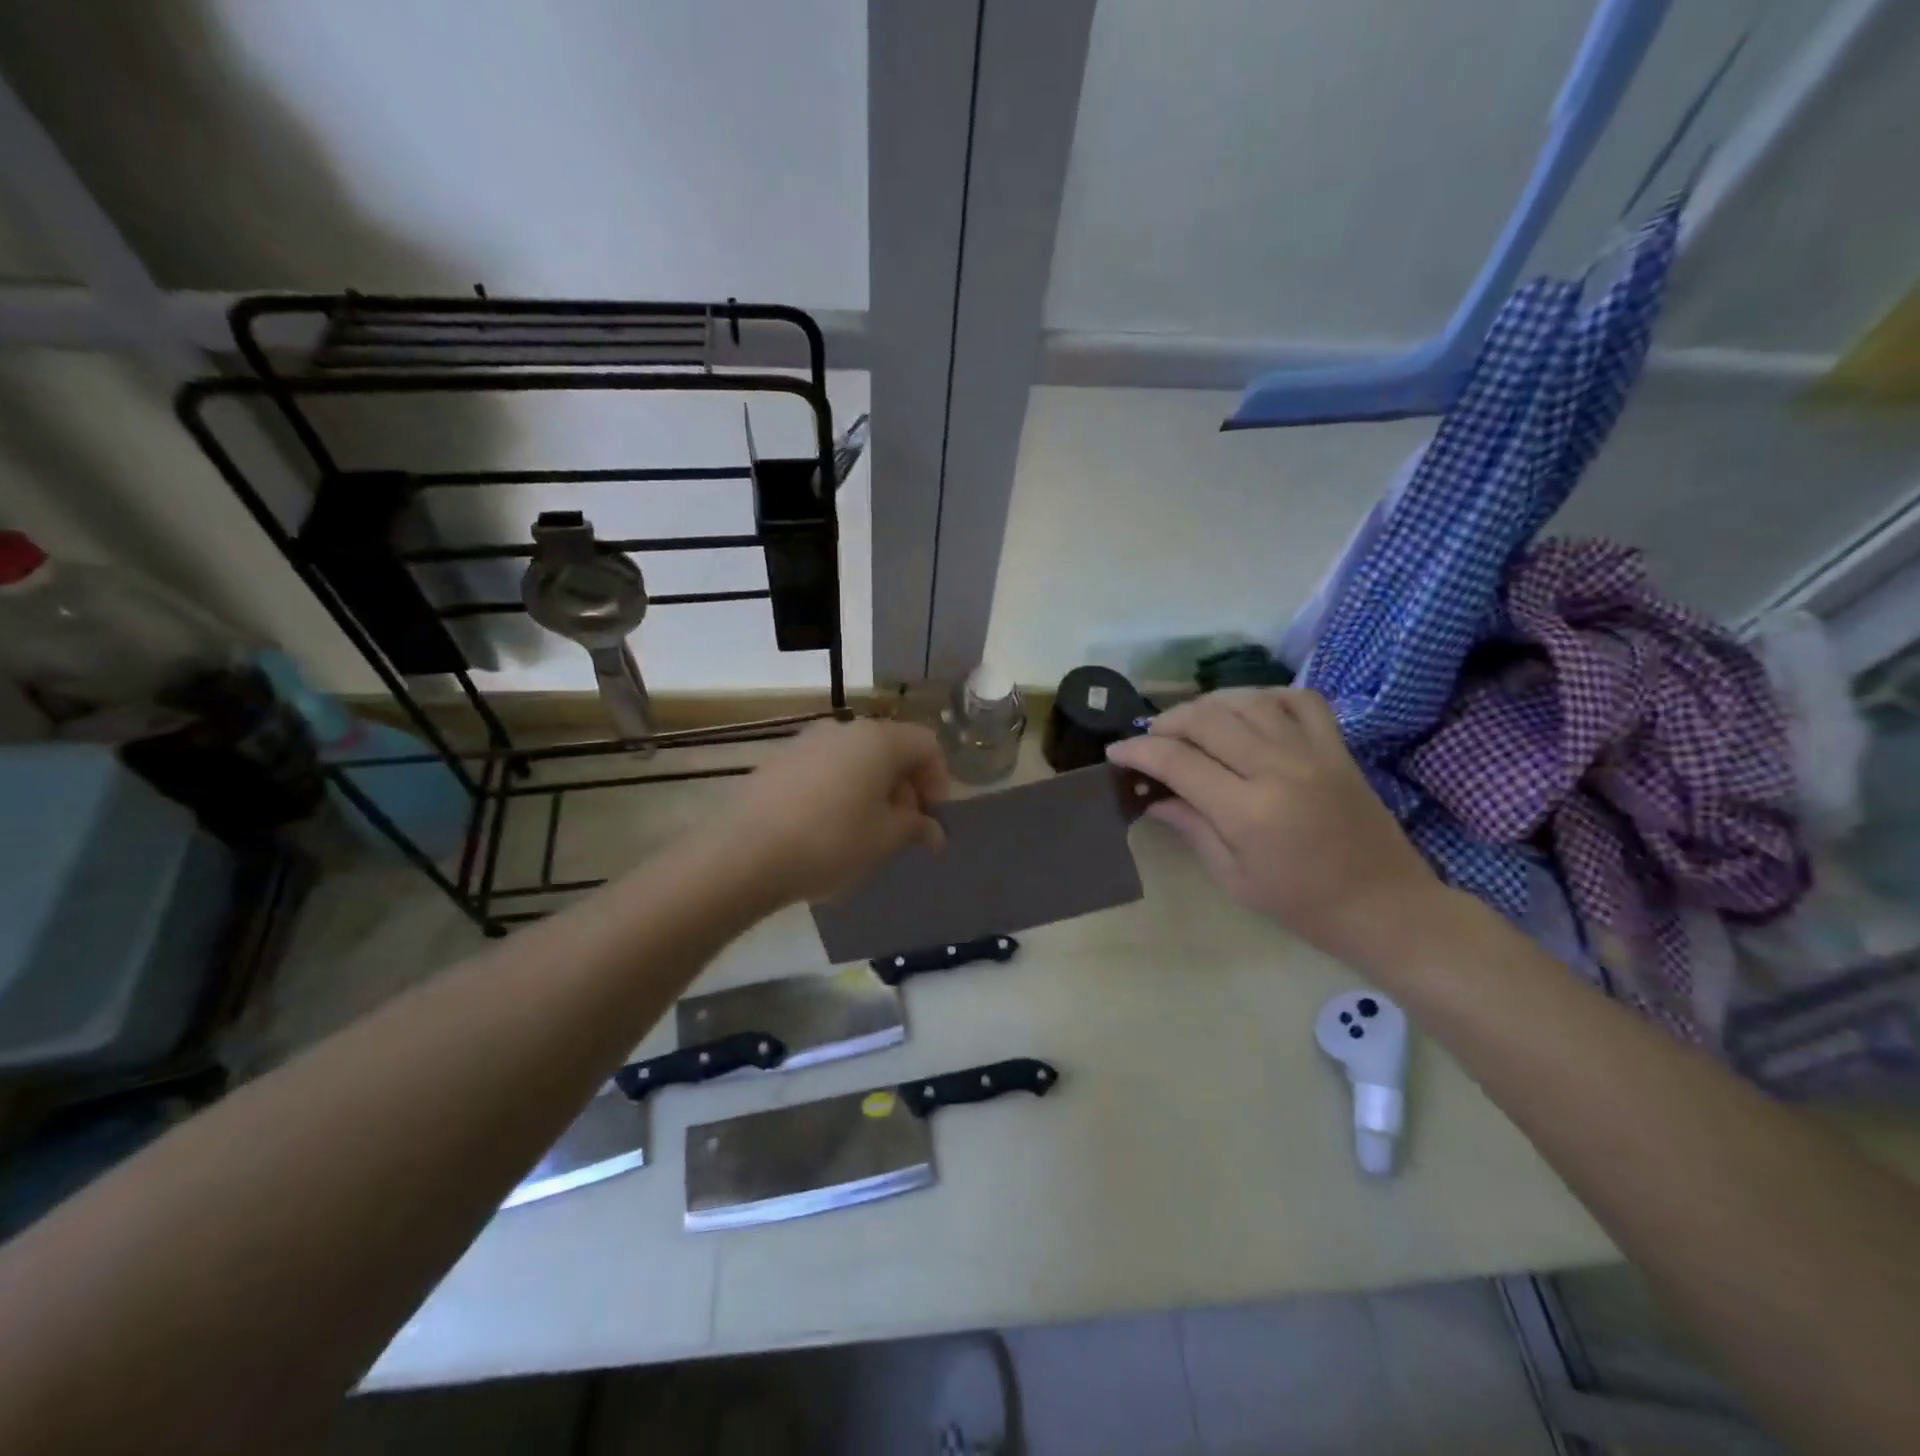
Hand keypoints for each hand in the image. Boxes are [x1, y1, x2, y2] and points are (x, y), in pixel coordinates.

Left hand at [715, 718, 947, 906]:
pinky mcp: (779, 761)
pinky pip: (826, 769)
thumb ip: (915, 827)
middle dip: (905, 787)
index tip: (931, 817)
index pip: (926, 744)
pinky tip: (828, 828)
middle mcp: (845, 729)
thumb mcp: (885, 839)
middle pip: (891, 749)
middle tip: (902, 830)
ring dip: (872, 790)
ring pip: (857, 759)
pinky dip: (841, 791)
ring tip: (866, 832)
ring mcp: (807, 741)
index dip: (938, 780)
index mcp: (879, 739)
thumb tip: (932, 831)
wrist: (744, 853)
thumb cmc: (831, 841)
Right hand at [1107, 688, 1443, 968]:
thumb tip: (1153, 796)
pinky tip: (1247, 712)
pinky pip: (1299, 699)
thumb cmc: (1301, 904)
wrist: (1384, 905)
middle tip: (1150, 739)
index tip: (1115, 753)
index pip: (1177, 760)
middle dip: (1166, 722)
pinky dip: (1265, 696)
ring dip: (1208, 704)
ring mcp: (1312, 751)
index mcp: (1248, 810)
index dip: (1138, 751)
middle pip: (1207, 720)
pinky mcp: (1337, 746)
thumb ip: (1191, 827)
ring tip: (1190, 723)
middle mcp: (1278, 768)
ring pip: (1247, 700)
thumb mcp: (1234, 876)